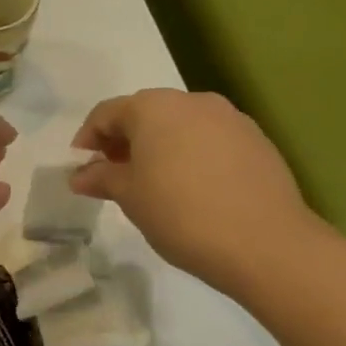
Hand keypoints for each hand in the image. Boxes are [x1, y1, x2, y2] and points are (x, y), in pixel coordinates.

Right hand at [71, 89, 318, 293]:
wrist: (265, 243)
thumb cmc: (181, 214)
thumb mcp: (130, 197)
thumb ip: (101, 178)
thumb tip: (80, 175)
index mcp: (154, 107)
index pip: (107, 113)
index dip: (88, 137)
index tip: (81, 165)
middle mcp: (192, 101)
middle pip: (146, 113)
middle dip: (124, 140)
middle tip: (114, 173)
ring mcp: (230, 118)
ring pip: (181, 125)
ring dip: (160, 146)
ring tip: (153, 182)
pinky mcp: (257, 140)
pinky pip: (211, 139)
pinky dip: (192, 154)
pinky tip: (193, 187)